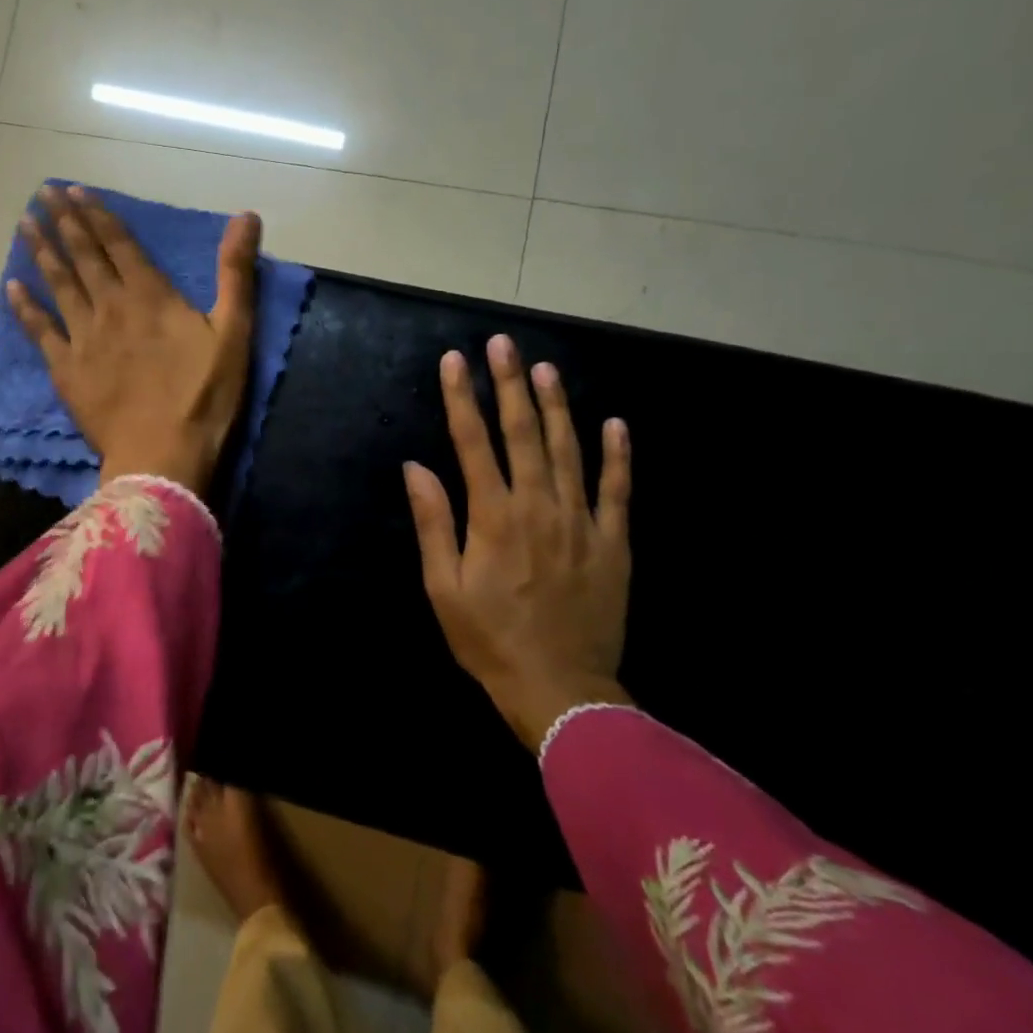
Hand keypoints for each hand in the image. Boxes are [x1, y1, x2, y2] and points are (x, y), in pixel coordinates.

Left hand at [7, 186, 261, 492]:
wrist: (162, 456)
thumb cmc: (203, 397)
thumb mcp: (234, 333)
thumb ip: (236, 273)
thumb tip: (246, 216)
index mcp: (150, 295)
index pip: (118, 243)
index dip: (96, 213)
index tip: (73, 190)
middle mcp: (111, 306)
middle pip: (83, 256)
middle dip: (63, 222)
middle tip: (42, 194)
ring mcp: (83, 338)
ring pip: (58, 284)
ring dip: (41, 252)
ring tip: (24, 224)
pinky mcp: (66, 369)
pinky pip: (39, 331)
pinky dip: (24, 307)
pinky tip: (11, 287)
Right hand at [403, 336, 634, 751]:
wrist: (561, 690)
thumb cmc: (489, 639)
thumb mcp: (443, 587)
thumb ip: (434, 522)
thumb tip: (416, 467)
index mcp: (494, 516)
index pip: (472, 442)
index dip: (462, 397)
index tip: (455, 360)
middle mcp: (538, 507)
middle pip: (523, 433)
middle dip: (510, 384)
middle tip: (503, 343)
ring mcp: (581, 522)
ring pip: (569, 450)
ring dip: (557, 405)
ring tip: (545, 368)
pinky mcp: (613, 543)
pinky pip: (617, 491)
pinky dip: (616, 455)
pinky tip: (614, 423)